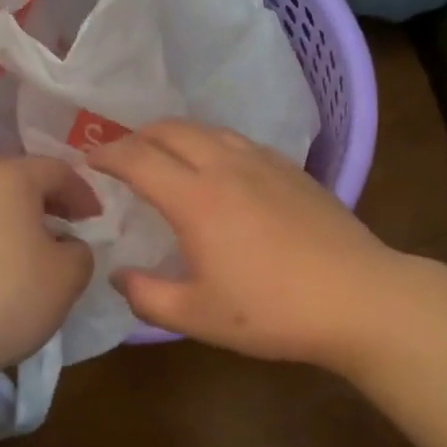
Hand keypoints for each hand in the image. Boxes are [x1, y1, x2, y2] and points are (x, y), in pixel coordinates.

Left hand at [0, 156, 96, 393]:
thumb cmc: (5, 298)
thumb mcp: (67, 279)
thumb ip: (81, 251)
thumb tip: (68, 245)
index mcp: (8, 176)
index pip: (58, 171)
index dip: (84, 194)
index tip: (96, 220)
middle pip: (15, 181)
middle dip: (44, 204)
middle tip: (63, 232)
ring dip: (7, 221)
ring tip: (22, 252)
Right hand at [89, 120, 402, 370]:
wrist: (358, 298)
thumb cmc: (272, 311)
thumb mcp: (197, 316)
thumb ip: (147, 296)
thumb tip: (120, 276)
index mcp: (196, 198)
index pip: (138, 158)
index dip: (107, 154)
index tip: (89, 159)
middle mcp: (226, 166)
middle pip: (172, 129)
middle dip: (138, 135)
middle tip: (122, 155)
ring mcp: (264, 162)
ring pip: (208, 129)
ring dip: (176, 135)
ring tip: (165, 155)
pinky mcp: (293, 169)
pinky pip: (239, 141)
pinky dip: (212, 143)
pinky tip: (219, 168)